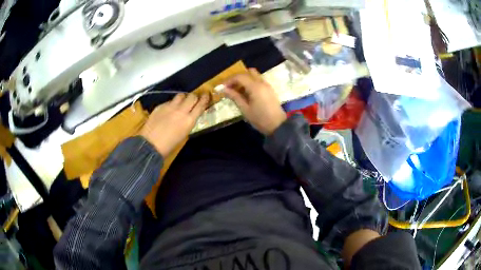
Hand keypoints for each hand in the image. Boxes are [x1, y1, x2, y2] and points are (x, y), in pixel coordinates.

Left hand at [140, 93, 208, 156]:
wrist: (151, 144)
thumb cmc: (169, 145)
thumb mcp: (184, 134)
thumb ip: (189, 122)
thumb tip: (190, 115)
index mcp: (189, 120)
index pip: (200, 105)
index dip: (204, 99)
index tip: (206, 95)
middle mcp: (181, 111)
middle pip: (191, 96)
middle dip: (194, 97)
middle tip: (193, 99)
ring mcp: (170, 107)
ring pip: (180, 95)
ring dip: (183, 98)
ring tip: (181, 102)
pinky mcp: (160, 106)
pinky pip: (169, 101)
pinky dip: (171, 103)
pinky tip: (168, 110)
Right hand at [223, 68, 285, 134]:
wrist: (278, 125)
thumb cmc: (260, 119)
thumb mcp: (245, 109)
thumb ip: (235, 97)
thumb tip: (224, 89)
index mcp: (255, 87)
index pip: (240, 77)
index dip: (229, 80)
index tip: (222, 87)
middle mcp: (262, 82)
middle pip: (248, 72)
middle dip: (238, 77)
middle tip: (230, 86)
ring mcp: (267, 85)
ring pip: (254, 75)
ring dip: (245, 79)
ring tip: (237, 90)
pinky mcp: (270, 89)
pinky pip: (258, 80)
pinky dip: (251, 82)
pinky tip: (246, 93)